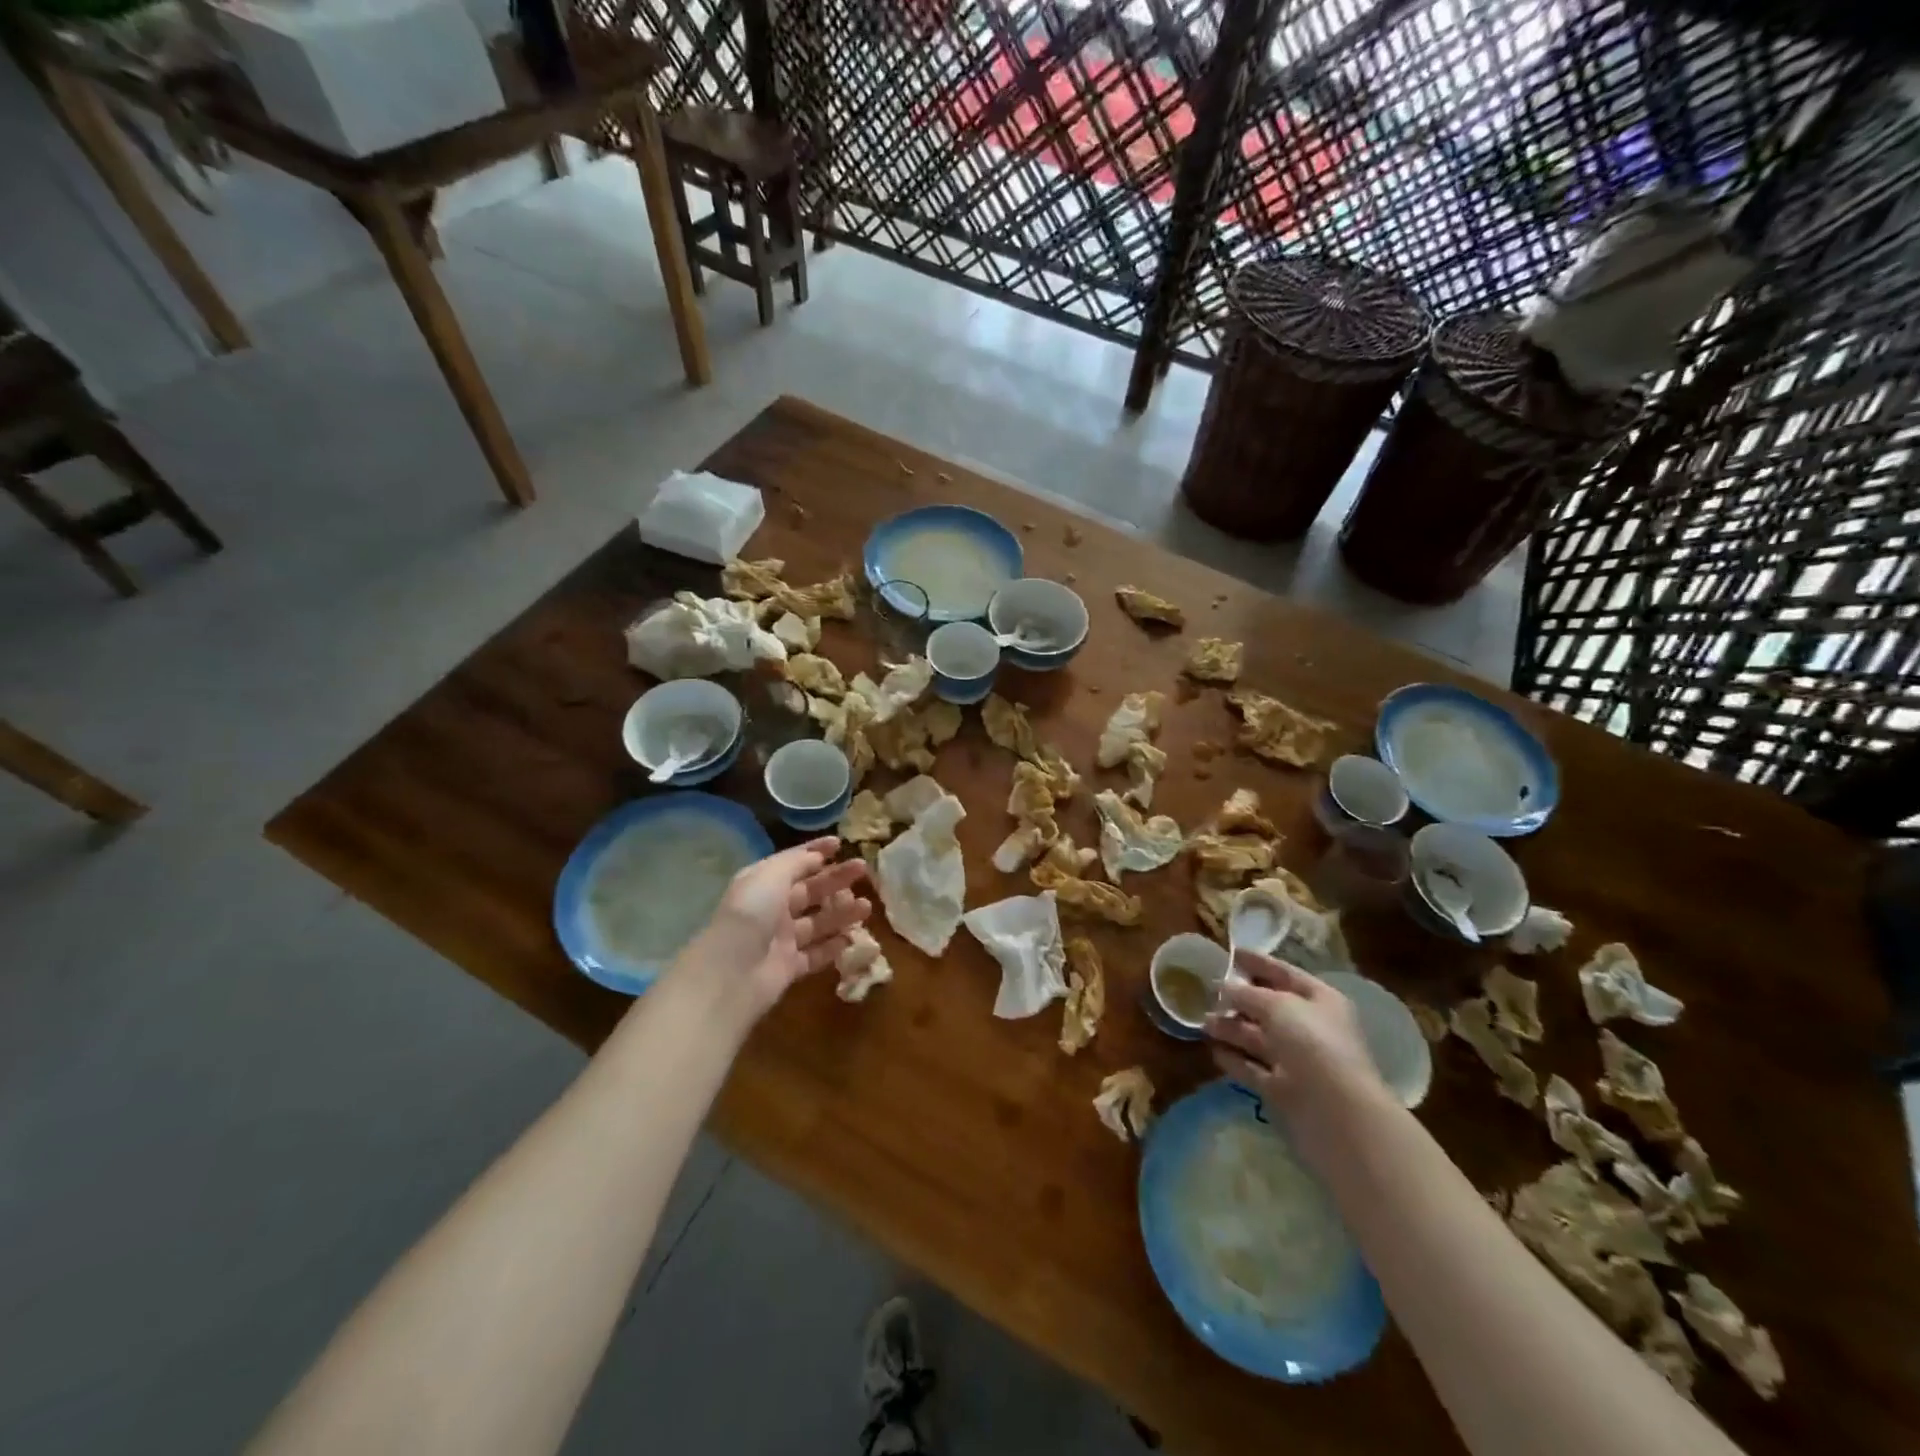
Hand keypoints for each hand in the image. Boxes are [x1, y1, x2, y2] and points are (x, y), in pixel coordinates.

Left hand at [679, 837, 871, 1017]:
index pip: (793, 862)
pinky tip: (852, 938)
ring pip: (817, 922)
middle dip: (836, 879)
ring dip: (841, 912)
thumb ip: (796, 863)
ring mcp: (780, 939)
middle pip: (809, 890)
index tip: (841, 844)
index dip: (815, 851)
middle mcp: (771, 908)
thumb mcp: (771, 876)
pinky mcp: (789, 967)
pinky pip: (815, 954)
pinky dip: (833, 946)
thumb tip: (817, 856)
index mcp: (762, 883)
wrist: (731, 973)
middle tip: (863, 871)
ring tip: (866, 907)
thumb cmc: (751, 914)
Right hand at [1204, 950, 1386, 1154]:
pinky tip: (1213, 1051)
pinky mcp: (1282, 1090)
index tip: (1230, 952)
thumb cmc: (1312, 1043)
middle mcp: (1309, 1028)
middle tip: (1206, 991)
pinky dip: (1234, 1059)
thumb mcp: (1278, 1005)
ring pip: (1257, 1038)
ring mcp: (1296, 1061)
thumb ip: (1247, 993)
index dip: (1258, 962)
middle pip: (1268, 1007)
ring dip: (1230, 1028)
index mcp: (1319, 1000)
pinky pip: (1252, 1068)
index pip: (1285, 973)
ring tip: (1202, 1022)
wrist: (1336, 1113)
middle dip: (1238, 998)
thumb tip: (1223, 988)